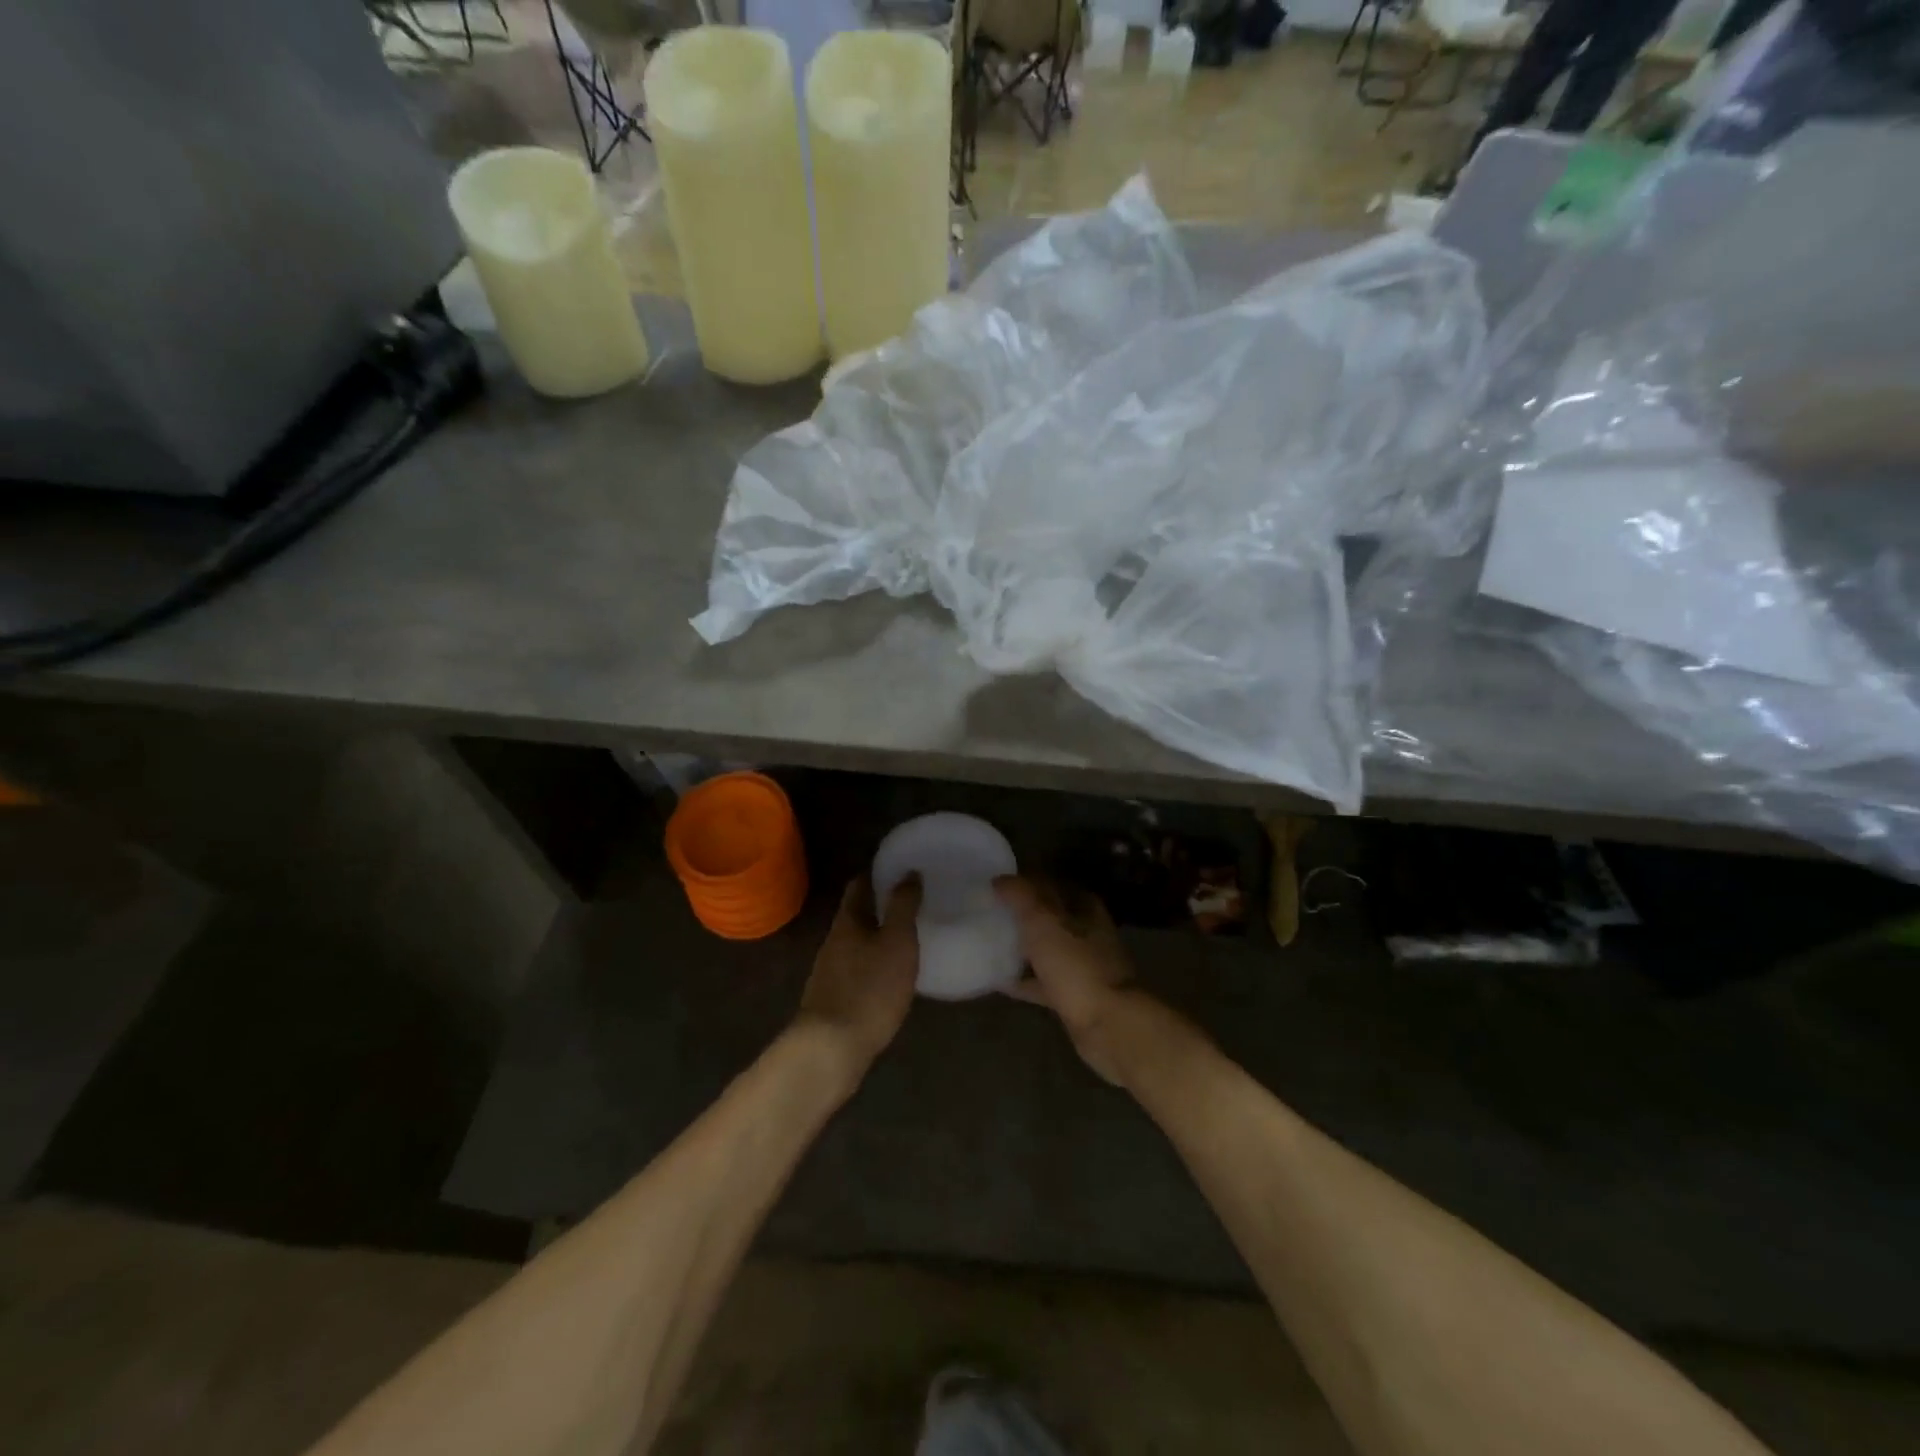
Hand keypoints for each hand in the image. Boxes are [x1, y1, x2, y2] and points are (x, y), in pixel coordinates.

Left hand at [797, 875, 921, 1078]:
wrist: (831, 1049)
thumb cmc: (870, 989)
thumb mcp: (897, 942)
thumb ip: (903, 906)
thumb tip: (908, 871)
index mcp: (847, 922)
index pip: (859, 885)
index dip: (877, 873)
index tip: (899, 867)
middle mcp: (833, 941)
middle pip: (855, 914)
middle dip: (879, 905)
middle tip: (910, 902)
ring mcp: (829, 972)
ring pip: (855, 943)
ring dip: (876, 936)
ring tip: (905, 937)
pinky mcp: (832, 999)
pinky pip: (855, 969)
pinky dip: (872, 963)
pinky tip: (889, 975)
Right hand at [995, 876, 1141, 1084]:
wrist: (1109, 1025)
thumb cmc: (1077, 965)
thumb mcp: (1043, 921)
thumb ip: (1021, 896)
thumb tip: (999, 879)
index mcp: (1084, 908)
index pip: (1052, 884)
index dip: (1026, 881)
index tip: (997, 884)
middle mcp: (1087, 933)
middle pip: (1050, 917)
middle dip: (1022, 915)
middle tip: (990, 913)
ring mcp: (1082, 966)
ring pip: (1047, 950)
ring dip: (1023, 947)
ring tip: (989, 943)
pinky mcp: (1075, 996)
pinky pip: (1043, 983)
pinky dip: (1024, 981)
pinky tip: (997, 981)